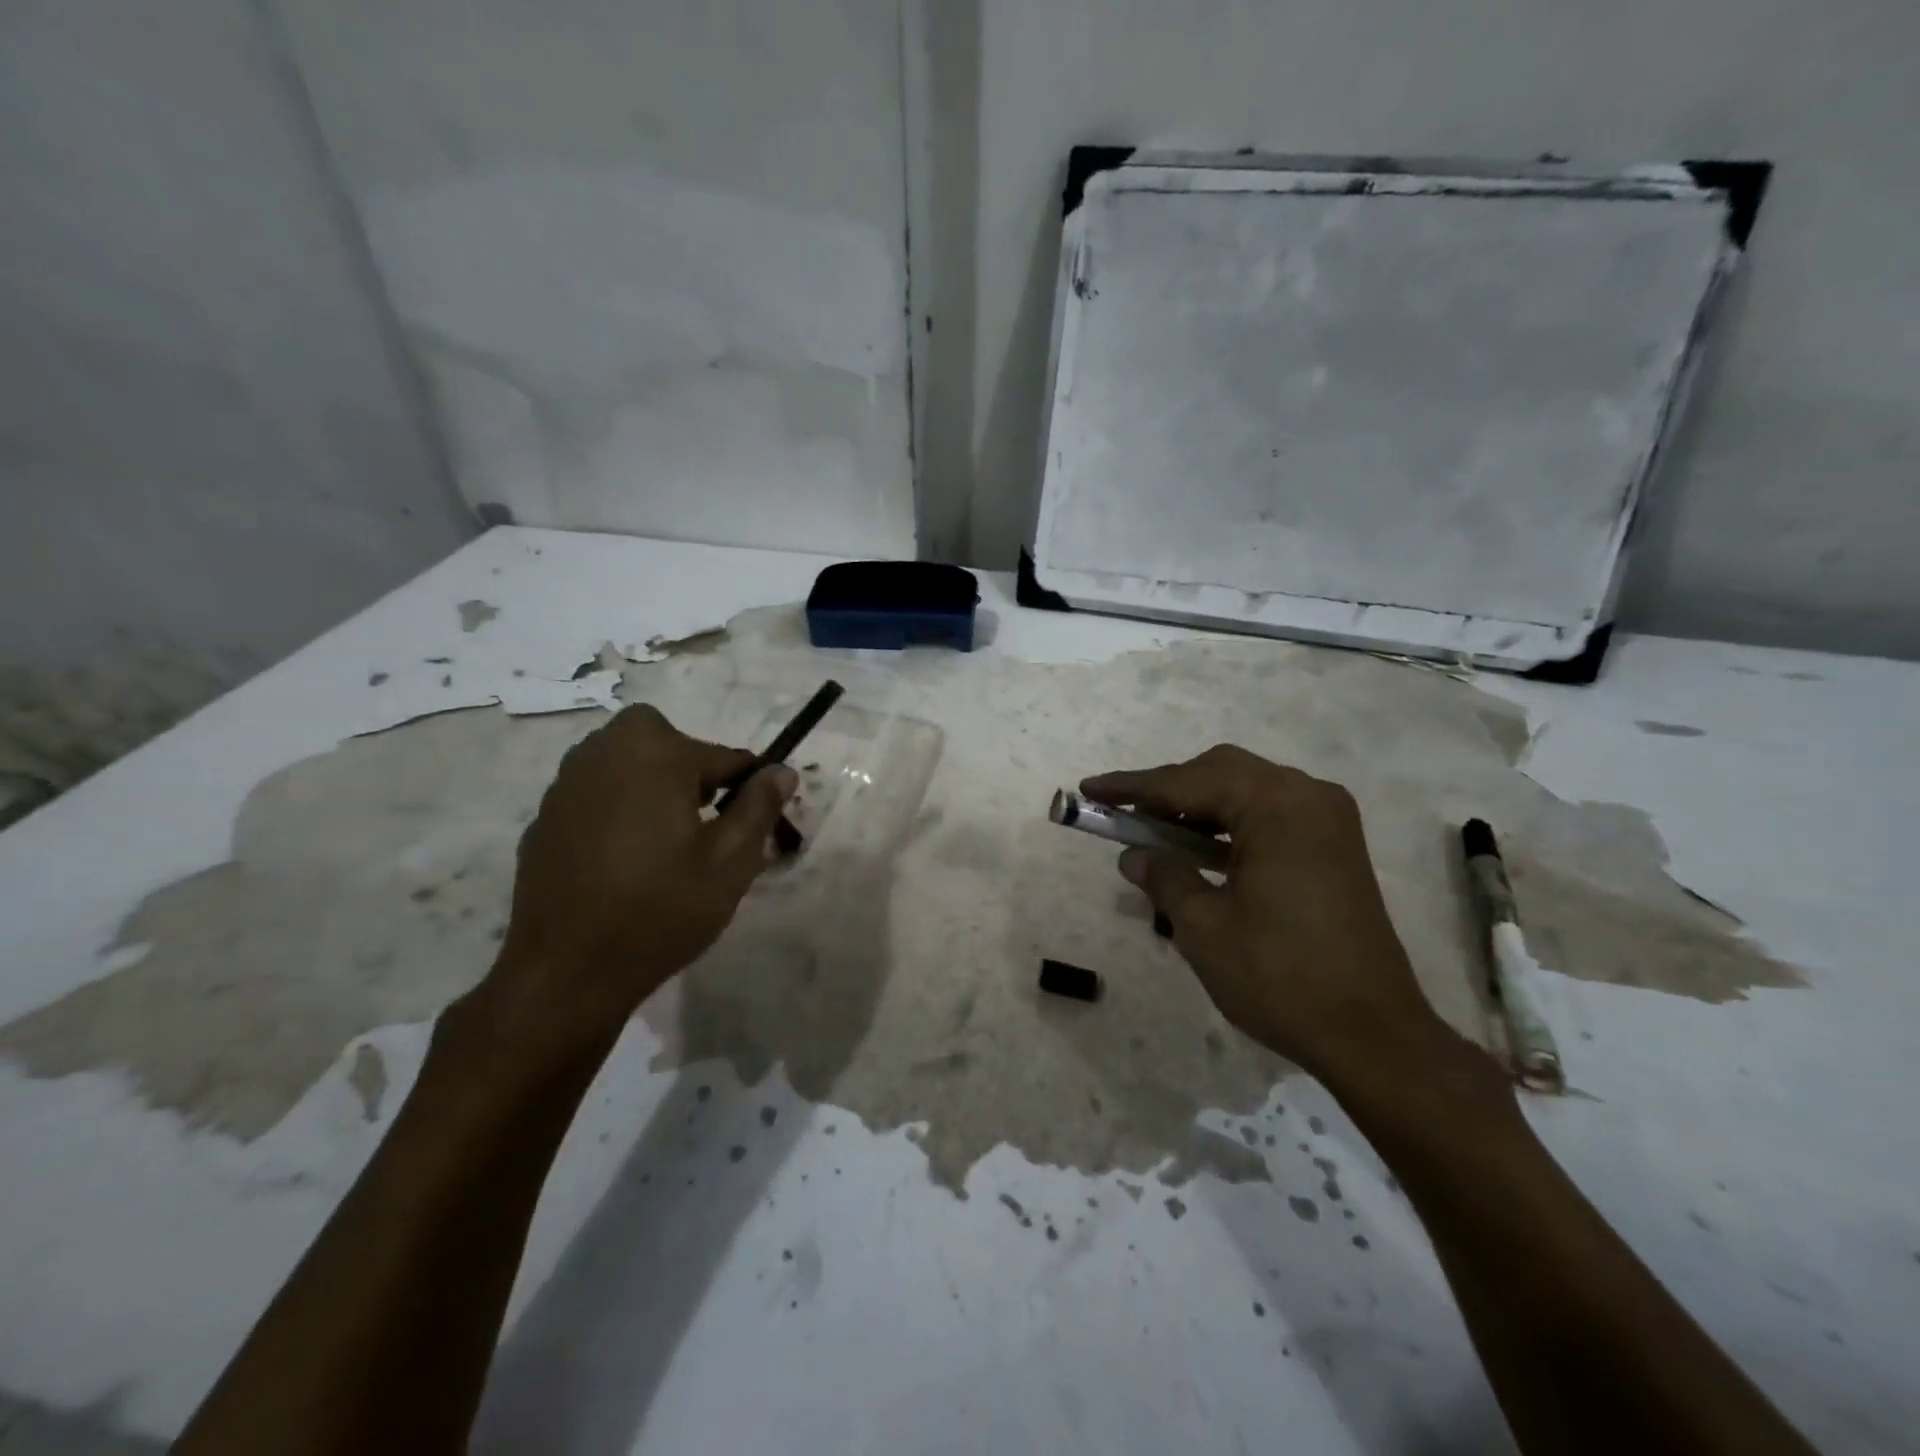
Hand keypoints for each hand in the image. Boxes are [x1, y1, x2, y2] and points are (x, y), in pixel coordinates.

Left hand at [459, 705, 795, 1067]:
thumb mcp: (731, 860)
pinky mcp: (544, 818)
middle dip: (691, 770)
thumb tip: (781, 770)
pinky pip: (596, 795)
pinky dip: (618, 811)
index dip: (748, 788)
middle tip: (704, 822)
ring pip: (626, 764)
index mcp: (653, 754)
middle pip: (664, 742)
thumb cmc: (661, 909)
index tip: (754, 824)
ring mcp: (565, 785)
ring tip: (666, 843)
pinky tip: (625, 862)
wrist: (567, 972)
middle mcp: (603, 753)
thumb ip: (759, 805)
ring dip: (653, 786)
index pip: (724, 755)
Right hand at [1082, 745, 1446, 1084]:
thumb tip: (1134, 855)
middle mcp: (1307, 796)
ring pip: (1245, 791)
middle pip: (1220, 772)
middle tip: (1124, 815)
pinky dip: (1229, 825)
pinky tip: (1199, 851)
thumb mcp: (1202, 926)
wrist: (1373, 1035)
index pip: (1186, 782)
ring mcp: (1327, 820)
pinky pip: (1269, 816)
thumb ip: (1163, 876)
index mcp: (1276, 805)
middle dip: (1168, 791)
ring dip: (1197, 808)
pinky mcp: (1334, 846)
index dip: (1132, 787)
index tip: (1089, 789)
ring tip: (1154, 834)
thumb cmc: (1280, 977)